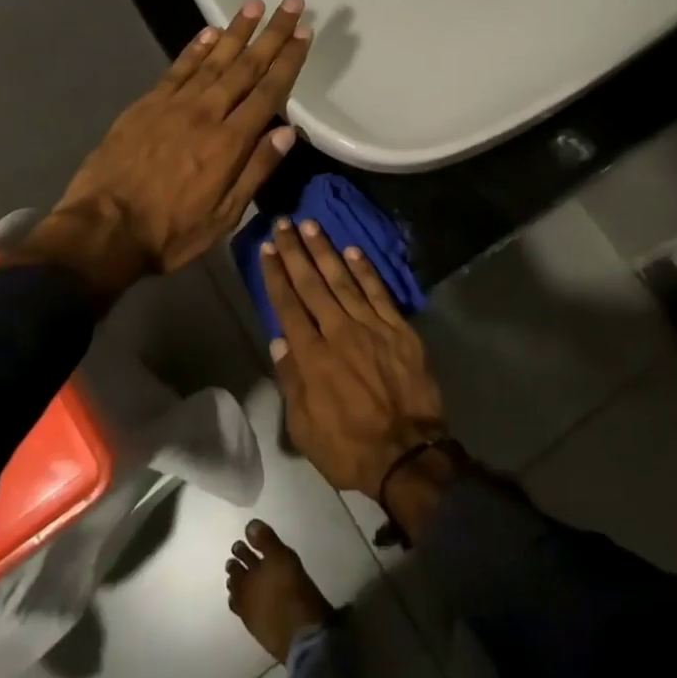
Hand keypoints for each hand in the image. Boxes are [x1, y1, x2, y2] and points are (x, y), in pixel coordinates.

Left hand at [28, 0, 311, 295]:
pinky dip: (195, 48)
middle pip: (246, 67)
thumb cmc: (170, 232)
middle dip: (272, 34)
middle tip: (291, 3)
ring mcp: (173, 105)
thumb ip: (256, 170)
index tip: (305, 33)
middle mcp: (206, 114)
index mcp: (230, 143)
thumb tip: (289, 132)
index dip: (288, 61)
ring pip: (213, 59)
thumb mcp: (224, 216)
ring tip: (255, 4)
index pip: (268, 93)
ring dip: (237, 31)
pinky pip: (177, 69)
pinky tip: (210, 31)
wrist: (103, 230)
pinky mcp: (146, 105)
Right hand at [261, 219, 447, 498]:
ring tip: (311, 225)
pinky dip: (365, 270)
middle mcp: (338, 332)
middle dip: (295, 252)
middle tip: (284, 223)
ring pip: (343, 280)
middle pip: (312, 284)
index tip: (267, 249)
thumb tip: (279, 340)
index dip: (276, 275)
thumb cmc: (349, 447)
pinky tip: (353, 251)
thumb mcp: (304, 428)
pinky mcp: (399, 329)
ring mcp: (371, 327)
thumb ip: (291, 380)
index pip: (288, 305)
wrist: (409, 453)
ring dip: (325, 251)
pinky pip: (378, 292)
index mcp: (312, 356)